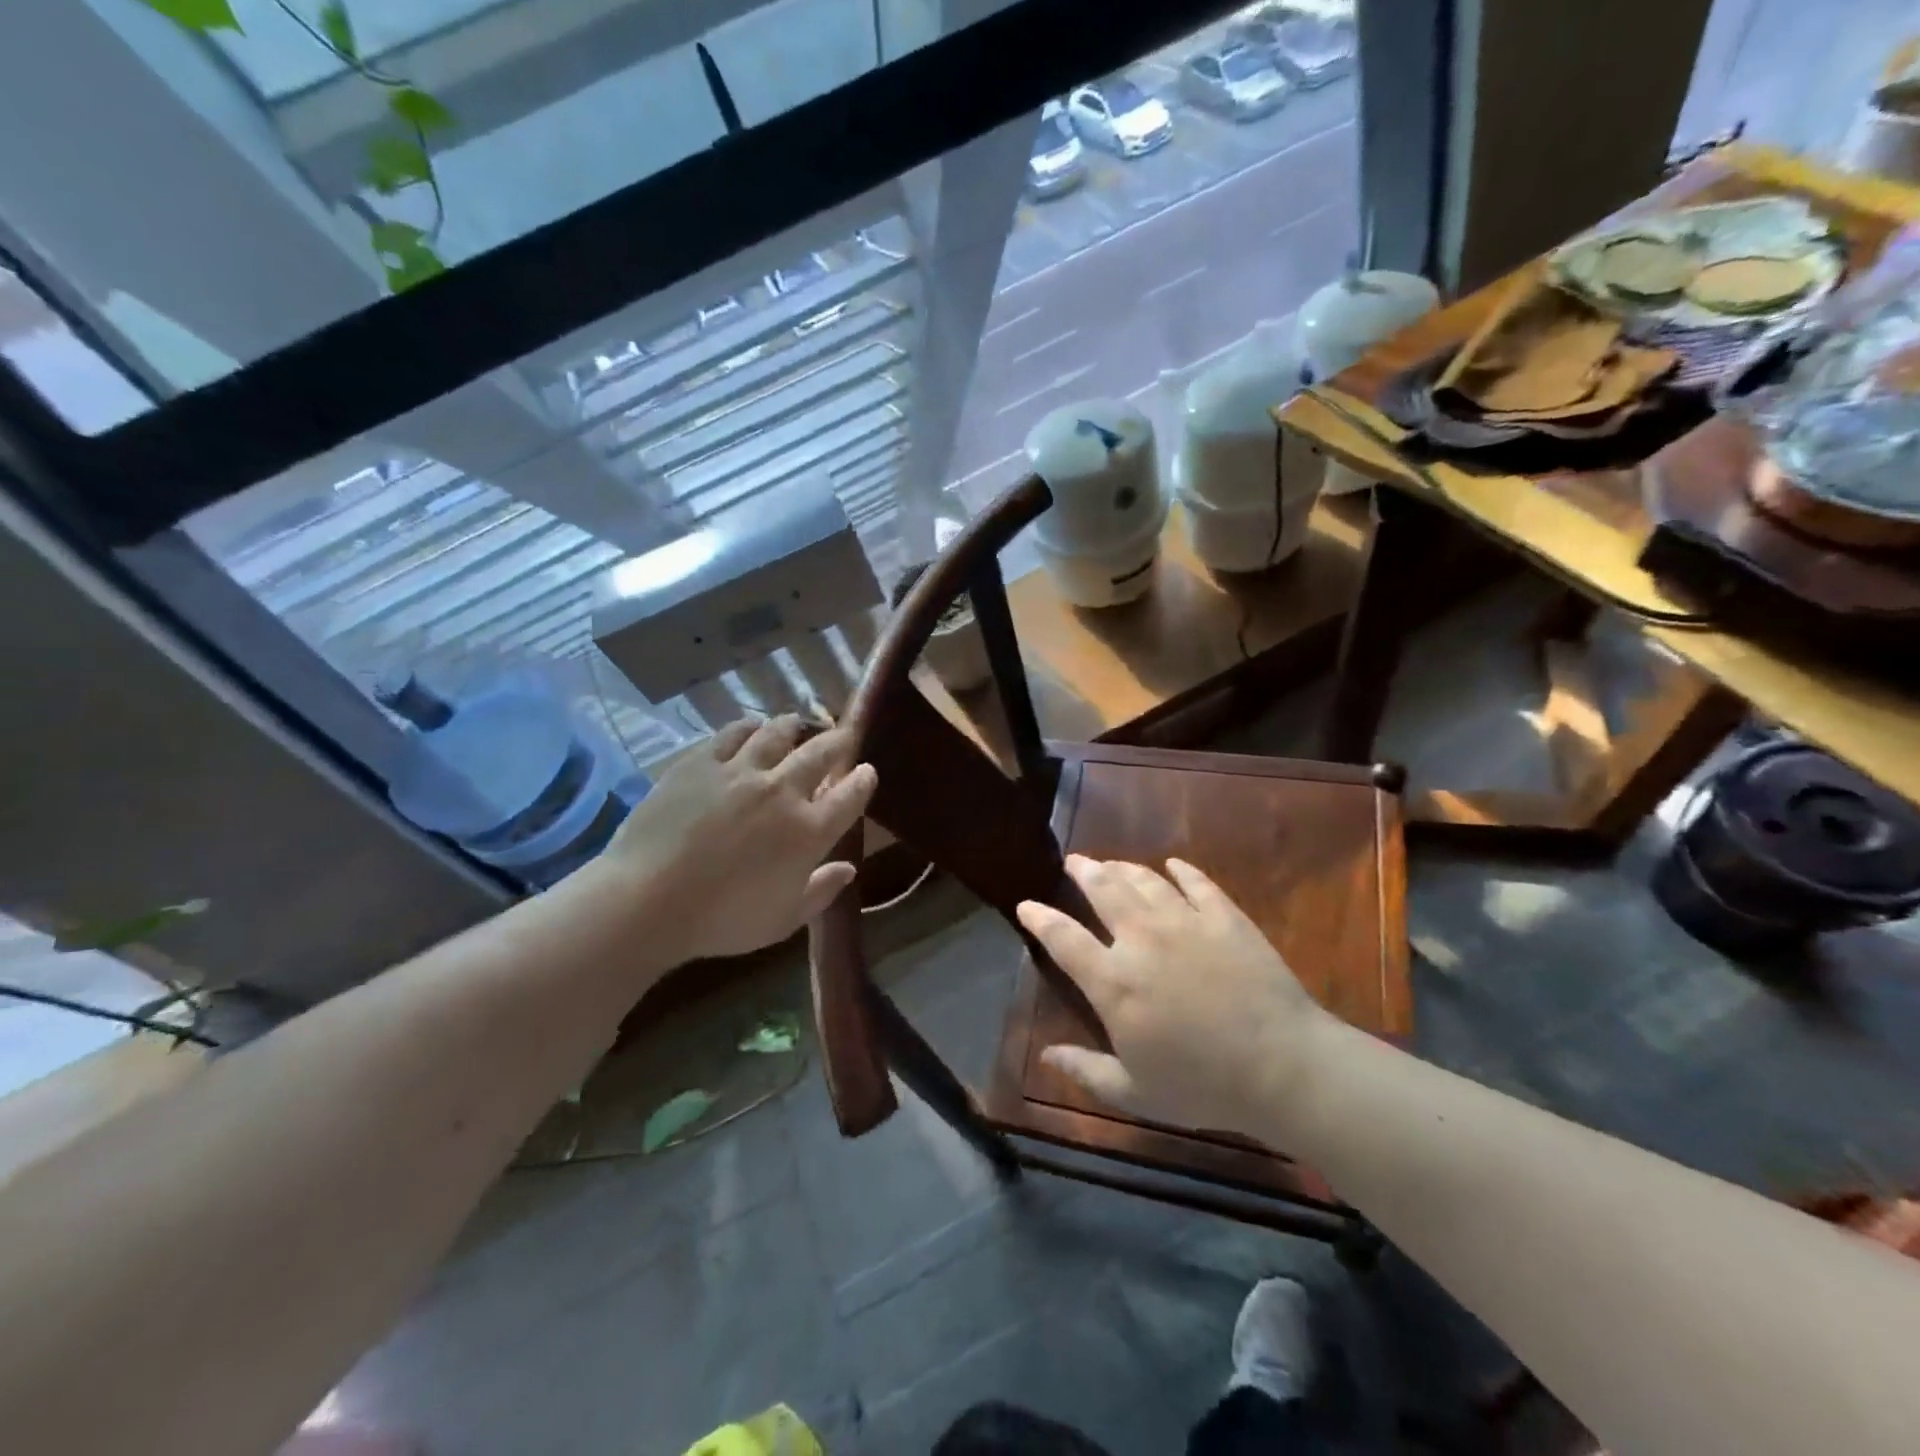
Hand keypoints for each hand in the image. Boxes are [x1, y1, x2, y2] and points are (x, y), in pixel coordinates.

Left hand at [607, 716, 875, 962]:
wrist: (648, 901)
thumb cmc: (722, 921)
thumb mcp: (783, 920)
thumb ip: (822, 891)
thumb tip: (849, 869)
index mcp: (808, 831)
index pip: (850, 795)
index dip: (864, 780)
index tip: (867, 772)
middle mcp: (782, 791)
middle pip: (821, 753)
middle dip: (838, 742)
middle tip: (842, 738)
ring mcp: (741, 771)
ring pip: (778, 732)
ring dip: (795, 727)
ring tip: (798, 725)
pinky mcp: (702, 762)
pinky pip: (734, 732)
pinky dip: (750, 727)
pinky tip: (752, 728)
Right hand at [1016, 855, 1336, 1135]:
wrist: (1283, 1066)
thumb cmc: (1203, 1085)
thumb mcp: (1135, 1093)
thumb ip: (1086, 1071)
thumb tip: (1046, 1056)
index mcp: (1113, 981)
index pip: (1063, 938)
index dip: (1040, 918)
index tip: (1025, 904)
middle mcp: (1141, 939)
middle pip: (1103, 890)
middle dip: (1083, 871)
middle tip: (1074, 862)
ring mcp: (1185, 921)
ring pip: (1144, 880)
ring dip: (1123, 867)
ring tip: (1112, 863)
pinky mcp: (1224, 917)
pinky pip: (1197, 883)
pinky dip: (1181, 871)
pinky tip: (1174, 866)